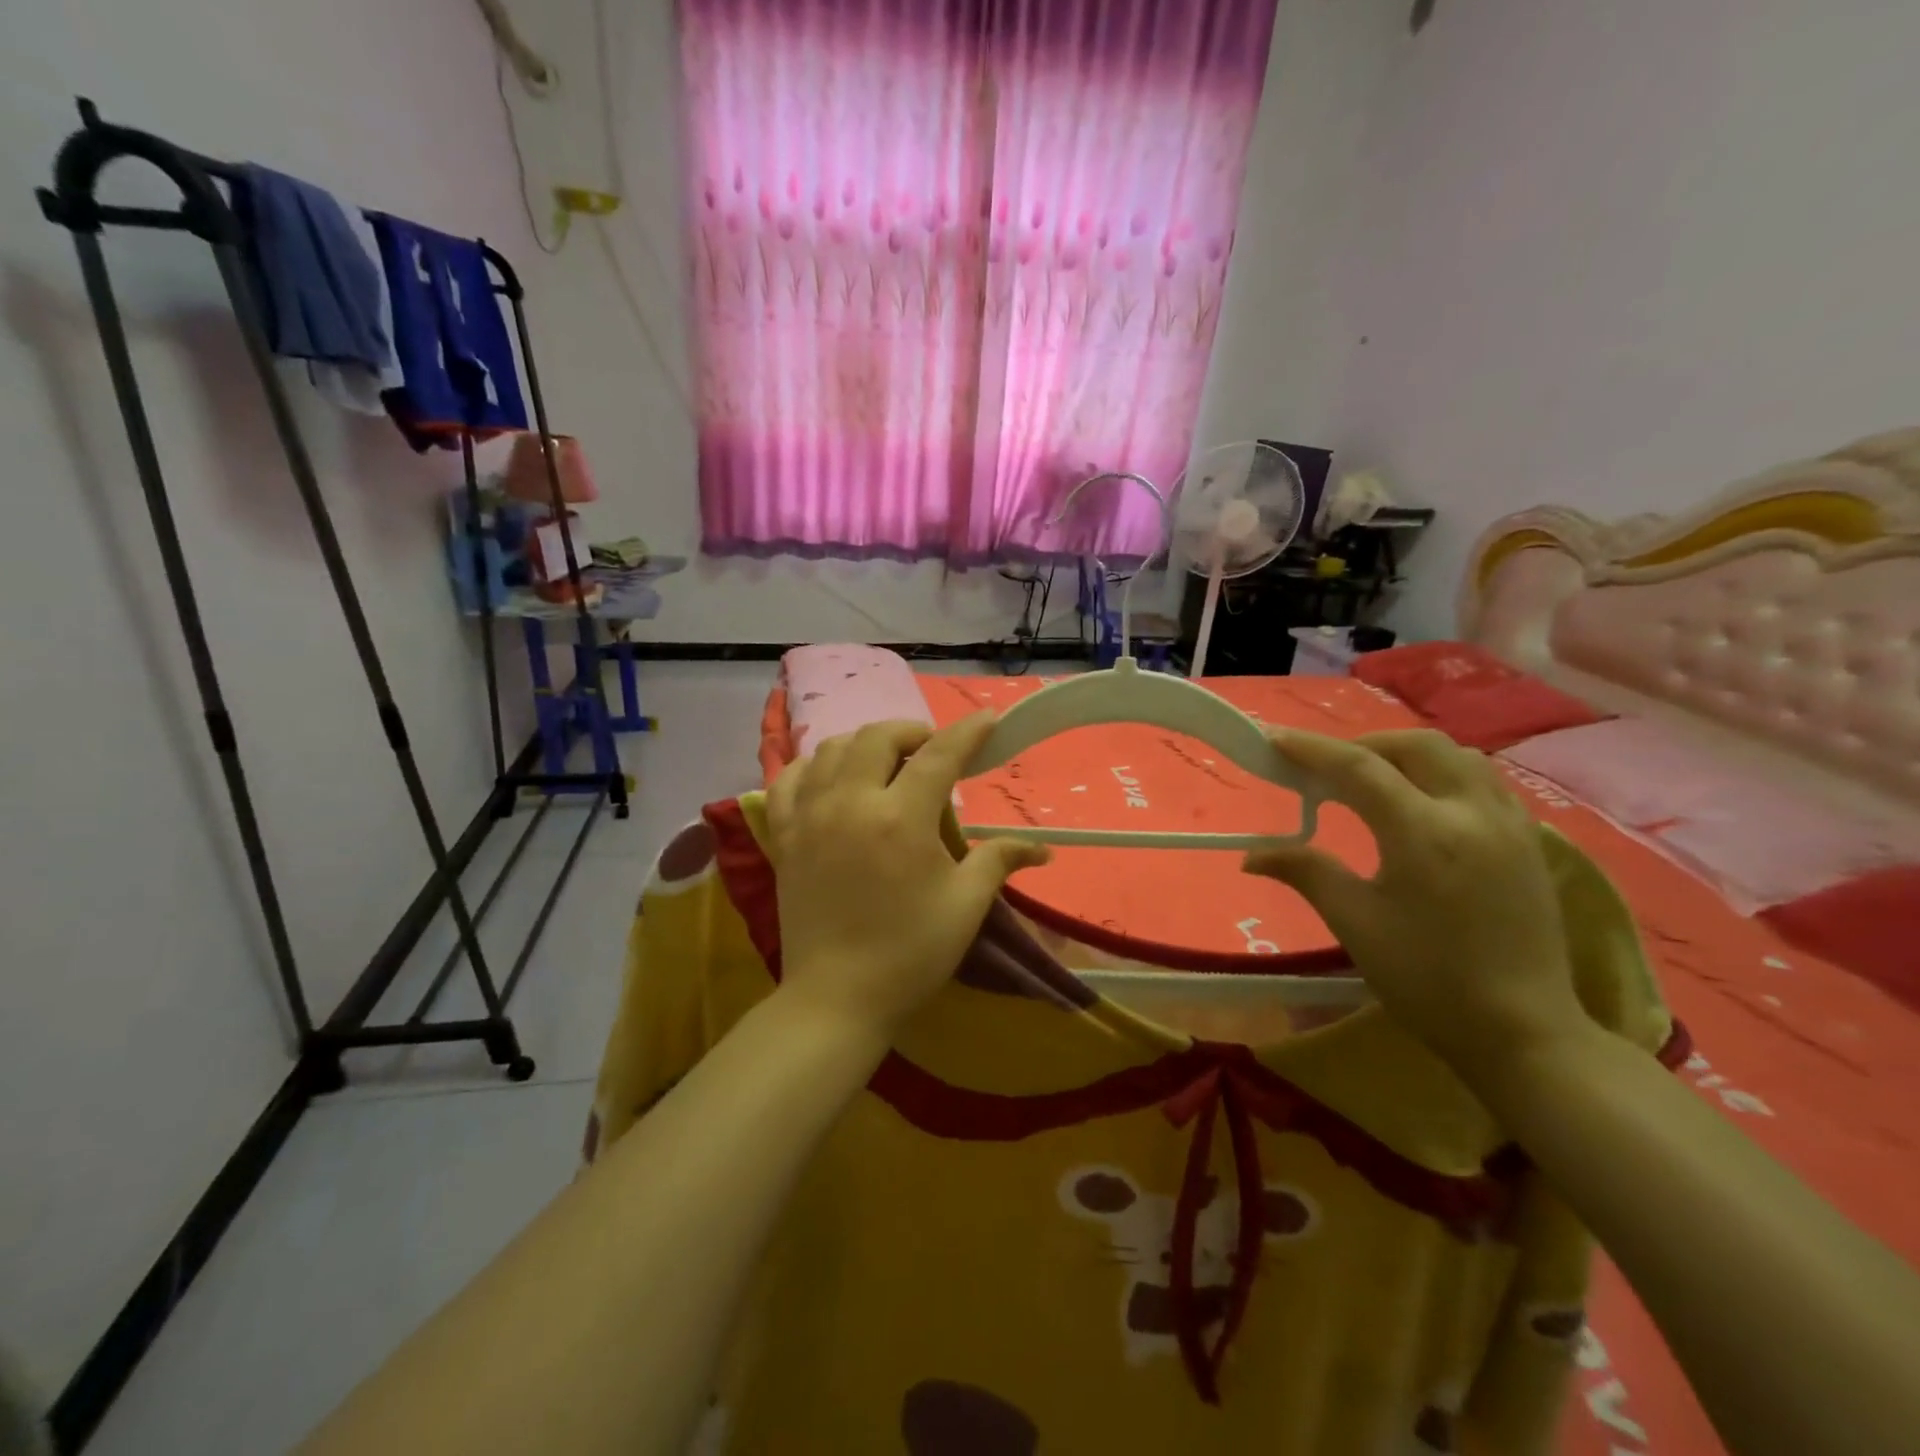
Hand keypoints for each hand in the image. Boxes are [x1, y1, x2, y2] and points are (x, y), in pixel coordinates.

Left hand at [764, 714, 1050, 1041]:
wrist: (837, 998)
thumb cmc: (909, 953)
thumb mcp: (964, 905)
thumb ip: (999, 861)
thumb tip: (1042, 849)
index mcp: (901, 818)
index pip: (939, 755)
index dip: (967, 732)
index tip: (988, 720)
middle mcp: (851, 803)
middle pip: (878, 737)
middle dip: (911, 732)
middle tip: (932, 750)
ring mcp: (810, 817)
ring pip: (831, 749)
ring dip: (865, 743)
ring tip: (886, 761)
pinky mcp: (784, 837)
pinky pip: (789, 780)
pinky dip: (812, 766)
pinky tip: (830, 776)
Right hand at [1244, 729, 1586, 1074]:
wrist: (1523, 1033)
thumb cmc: (1428, 980)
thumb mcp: (1356, 923)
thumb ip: (1306, 872)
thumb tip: (1251, 855)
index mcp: (1423, 834)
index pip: (1359, 768)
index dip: (1312, 749)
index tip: (1274, 739)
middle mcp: (1472, 813)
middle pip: (1415, 746)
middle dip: (1364, 745)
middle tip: (1327, 769)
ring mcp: (1510, 825)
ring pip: (1457, 756)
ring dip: (1407, 755)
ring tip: (1373, 780)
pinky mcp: (1530, 842)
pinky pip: (1484, 781)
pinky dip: (1444, 774)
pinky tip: (1423, 804)